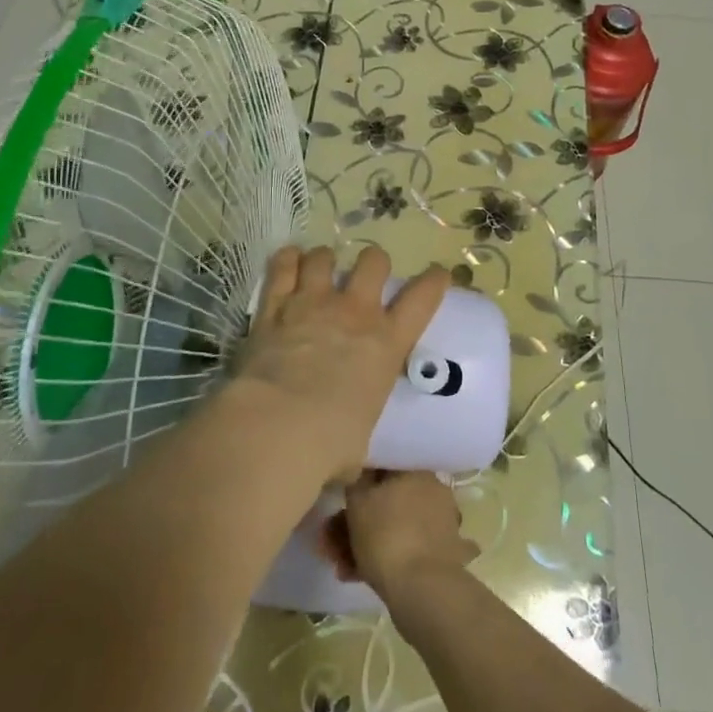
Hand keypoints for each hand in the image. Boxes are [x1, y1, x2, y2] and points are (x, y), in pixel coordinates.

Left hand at [231, 245, 448, 485]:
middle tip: (365, 276)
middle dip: (373, 263)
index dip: (434, 282)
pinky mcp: (275, 306)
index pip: (422, 298)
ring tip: (320, 268)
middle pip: (373, 261)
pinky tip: (288, 259)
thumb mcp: (361, 438)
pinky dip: (287, 260)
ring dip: (324, 260)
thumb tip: (348, 455)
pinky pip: (282, 267)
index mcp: (386, 342)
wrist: (278, 425)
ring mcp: (313, 303)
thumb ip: (357, 428)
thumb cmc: (331, 443)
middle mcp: (354, 312)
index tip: (438, 275)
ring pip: (324, 257)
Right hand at [318, 471, 478, 605]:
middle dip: (356, 522)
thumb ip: (355, 481)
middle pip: (386, 501)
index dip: (357, 485)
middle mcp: (433, 491)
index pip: (383, 468)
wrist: (422, 589)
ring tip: (340, 567)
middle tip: (330, 544)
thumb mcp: (357, 501)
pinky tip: (358, 575)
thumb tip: (359, 473)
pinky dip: (384, 559)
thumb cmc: (386, 535)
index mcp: (417, 471)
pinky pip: (406, 549)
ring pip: (394, 527)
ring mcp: (440, 524)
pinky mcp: (441, 555)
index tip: (339, 503)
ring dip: (364, 544)